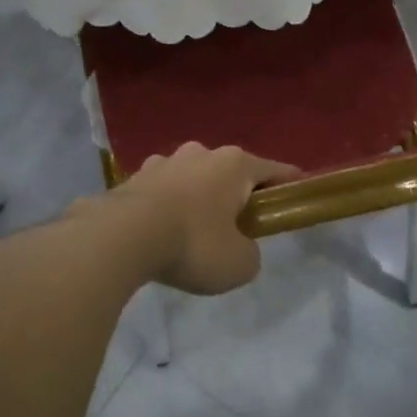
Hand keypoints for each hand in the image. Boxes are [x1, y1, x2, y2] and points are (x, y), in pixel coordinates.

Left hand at [89, 143, 299, 294]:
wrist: (120, 237)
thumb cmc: (193, 244)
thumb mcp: (240, 264)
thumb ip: (249, 252)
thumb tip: (238, 247)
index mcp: (234, 164)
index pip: (274, 171)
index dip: (289, 185)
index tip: (296, 195)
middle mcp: (200, 153)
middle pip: (229, 172)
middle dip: (235, 194)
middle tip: (238, 226)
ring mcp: (163, 162)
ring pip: (192, 179)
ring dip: (197, 198)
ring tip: (193, 231)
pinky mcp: (132, 177)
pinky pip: (161, 192)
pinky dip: (166, 207)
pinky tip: (160, 232)